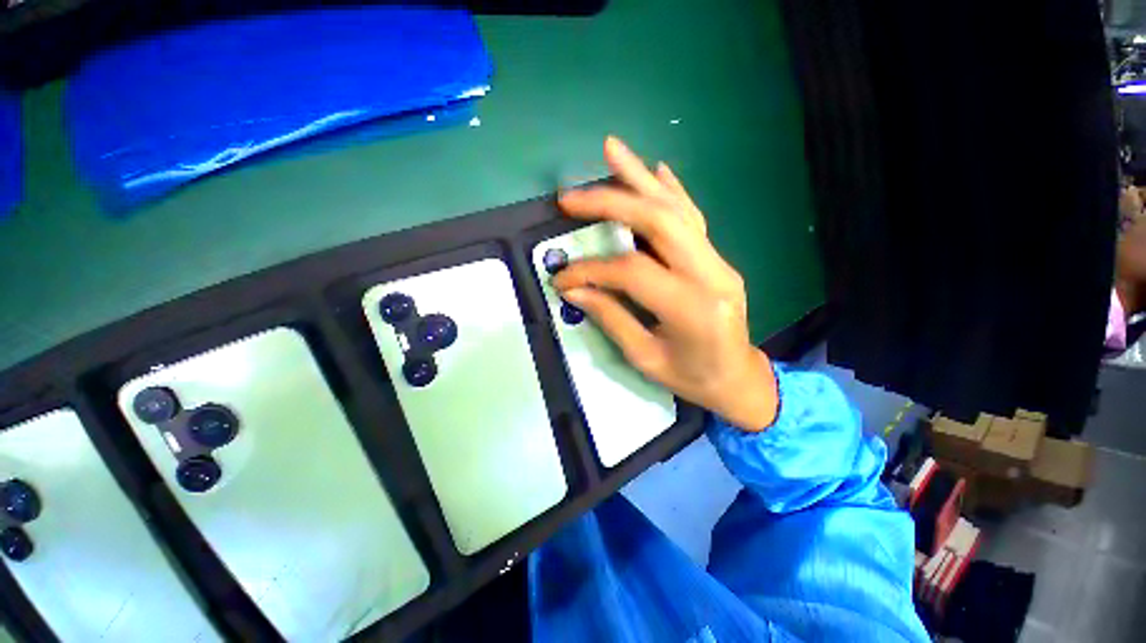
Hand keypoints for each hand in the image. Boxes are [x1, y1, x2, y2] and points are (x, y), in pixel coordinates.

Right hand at [554, 136, 778, 429]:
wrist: (739, 378)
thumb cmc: (693, 378)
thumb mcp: (646, 358)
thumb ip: (611, 318)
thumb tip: (574, 290)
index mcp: (692, 308)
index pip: (632, 271)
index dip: (591, 270)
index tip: (563, 277)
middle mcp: (711, 275)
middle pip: (658, 222)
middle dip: (611, 203)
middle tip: (571, 197)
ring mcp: (718, 261)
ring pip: (677, 209)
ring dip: (640, 178)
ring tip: (611, 150)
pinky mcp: (717, 258)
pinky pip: (693, 217)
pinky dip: (672, 189)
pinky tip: (655, 169)